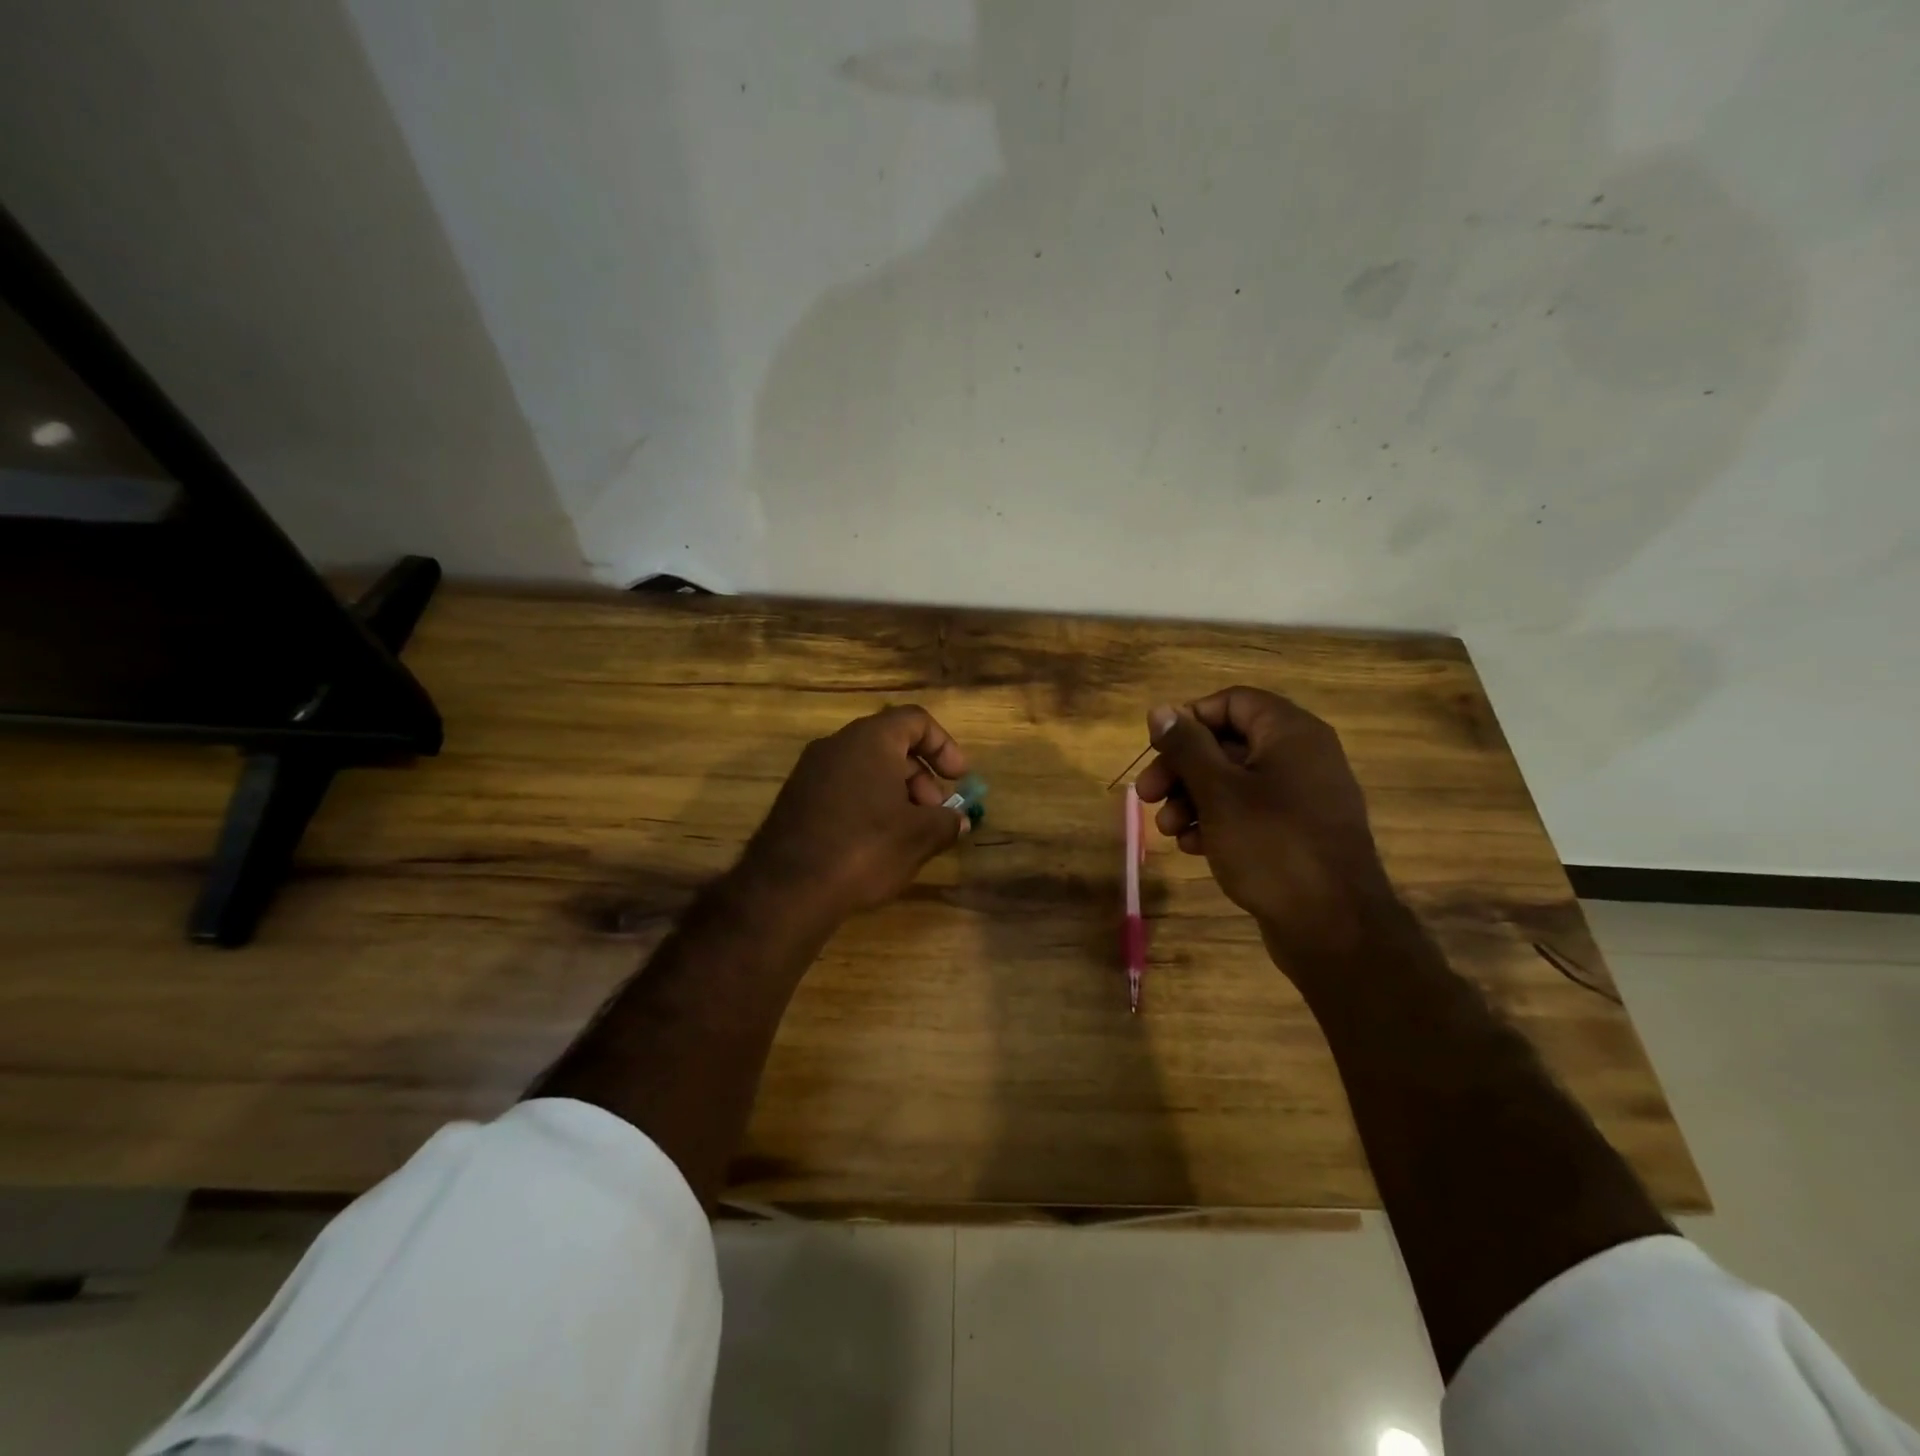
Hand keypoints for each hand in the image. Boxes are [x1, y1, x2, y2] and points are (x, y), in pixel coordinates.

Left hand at [737, 705, 969, 925]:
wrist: (787, 888)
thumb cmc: (864, 848)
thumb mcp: (919, 836)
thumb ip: (946, 821)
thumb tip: (959, 820)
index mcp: (870, 739)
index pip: (915, 720)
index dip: (943, 745)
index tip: (958, 779)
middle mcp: (837, 744)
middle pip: (890, 745)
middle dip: (921, 777)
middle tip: (935, 814)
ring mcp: (811, 771)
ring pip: (866, 768)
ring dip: (896, 793)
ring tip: (908, 834)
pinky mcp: (796, 798)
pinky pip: (843, 788)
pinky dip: (868, 804)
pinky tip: (875, 843)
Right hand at [1134, 687, 1399, 963]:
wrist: (1334, 927)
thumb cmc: (1271, 846)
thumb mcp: (1218, 792)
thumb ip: (1187, 747)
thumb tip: (1161, 709)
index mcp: (1290, 732)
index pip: (1231, 702)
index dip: (1189, 720)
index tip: (1156, 748)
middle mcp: (1301, 756)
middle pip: (1228, 743)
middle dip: (1182, 769)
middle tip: (1146, 796)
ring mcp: (1303, 797)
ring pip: (1235, 782)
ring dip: (1193, 799)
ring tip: (1167, 830)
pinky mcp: (1298, 833)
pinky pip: (1251, 812)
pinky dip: (1218, 822)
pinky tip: (1193, 847)